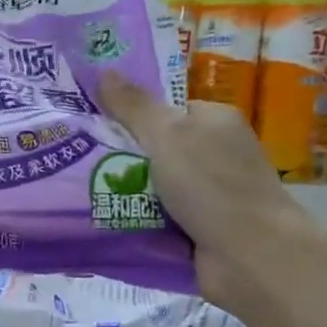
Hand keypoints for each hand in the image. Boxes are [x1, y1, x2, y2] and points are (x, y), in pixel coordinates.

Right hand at [97, 75, 308, 304]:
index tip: (92, 127)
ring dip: (124, 196)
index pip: (166, 111)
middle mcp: (214, 156)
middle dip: (121, 161)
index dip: (130, 117)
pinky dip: (137, 224)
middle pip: (155, 152)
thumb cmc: (211, 184)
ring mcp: (208, 197)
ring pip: (152, 190)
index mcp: (214, 123)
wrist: (250, 255)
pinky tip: (107, 224)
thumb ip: (133, 106)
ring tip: (79, 195)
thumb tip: (105, 71)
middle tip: (77, 164)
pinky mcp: (198, 232)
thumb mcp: (167, 135)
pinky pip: (157, 221)